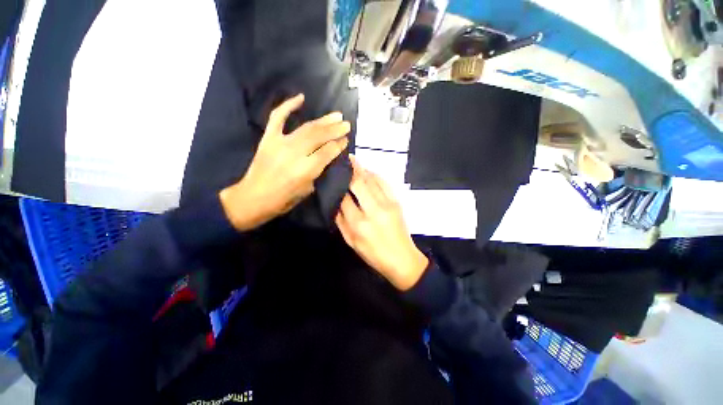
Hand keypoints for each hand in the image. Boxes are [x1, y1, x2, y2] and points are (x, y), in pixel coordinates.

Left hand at [220, 94, 350, 230]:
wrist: (253, 197)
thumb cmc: (283, 199)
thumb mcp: (307, 190)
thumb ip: (318, 171)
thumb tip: (327, 156)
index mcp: (305, 170)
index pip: (327, 152)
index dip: (338, 144)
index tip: (346, 140)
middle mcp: (294, 154)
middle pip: (319, 137)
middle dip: (335, 130)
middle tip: (346, 124)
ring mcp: (280, 143)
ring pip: (306, 128)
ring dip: (323, 120)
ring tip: (336, 115)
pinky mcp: (268, 138)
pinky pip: (278, 117)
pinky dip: (288, 105)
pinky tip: (301, 98)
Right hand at [335, 158, 428, 290]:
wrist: (402, 259)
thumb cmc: (374, 255)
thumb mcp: (351, 242)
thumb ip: (341, 222)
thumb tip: (335, 203)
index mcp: (359, 224)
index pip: (344, 198)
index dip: (338, 186)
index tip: (332, 176)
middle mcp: (373, 210)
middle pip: (359, 183)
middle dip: (350, 169)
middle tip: (343, 159)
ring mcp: (388, 204)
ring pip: (372, 180)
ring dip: (362, 169)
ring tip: (354, 161)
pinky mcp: (397, 202)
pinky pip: (385, 183)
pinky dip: (376, 175)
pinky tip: (369, 171)